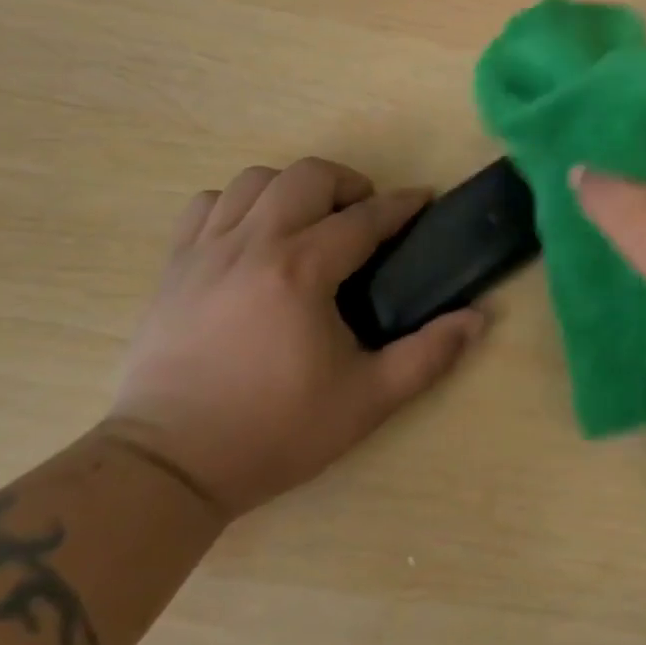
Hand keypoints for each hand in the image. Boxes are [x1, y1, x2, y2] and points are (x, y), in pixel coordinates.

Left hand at [106, 159, 485, 517]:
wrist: (167, 467)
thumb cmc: (272, 431)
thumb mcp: (366, 401)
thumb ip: (428, 355)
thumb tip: (478, 318)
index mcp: (302, 270)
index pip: (365, 217)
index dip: (402, 204)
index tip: (424, 200)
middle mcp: (254, 244)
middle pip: (307, 176)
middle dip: (348, 183)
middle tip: (364, 216)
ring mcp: (207, 250)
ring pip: (255, 180)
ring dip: (292, 189)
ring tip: (308, 222)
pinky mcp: (174, 266)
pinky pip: (208, 205)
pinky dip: (238, 205)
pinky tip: (252, 236)